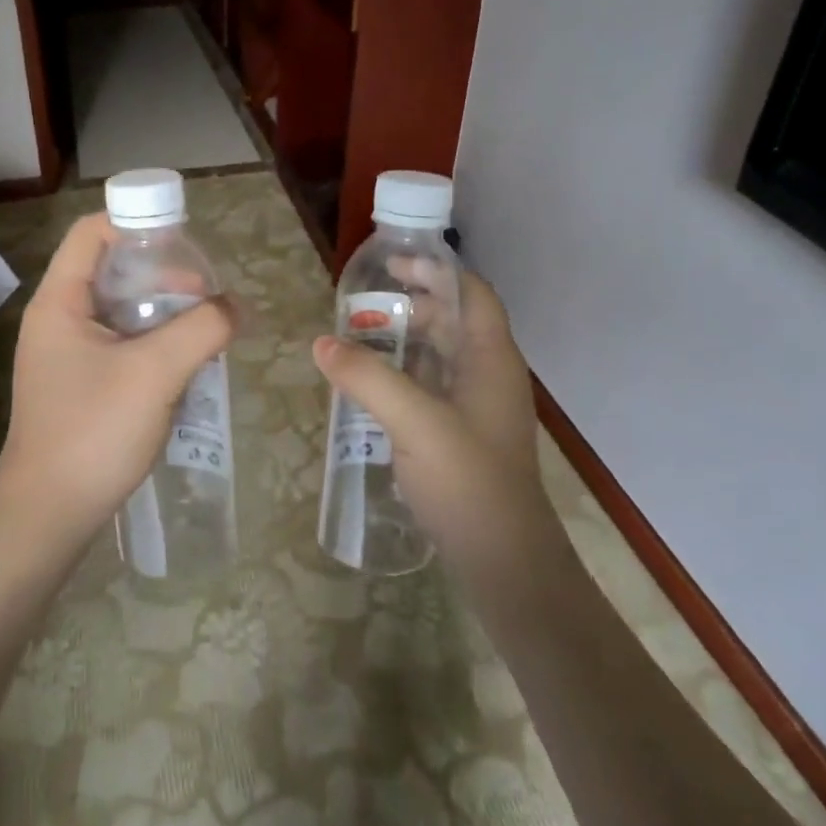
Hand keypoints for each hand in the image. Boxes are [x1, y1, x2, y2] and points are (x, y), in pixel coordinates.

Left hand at [0, 213, 236, 553]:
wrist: (48, 516)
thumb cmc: (93, 433)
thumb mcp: (154, 373)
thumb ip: (201, 329)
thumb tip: (235, 308)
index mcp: (60, 302)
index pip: (92, 233)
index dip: (137, 224)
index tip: (185, 244)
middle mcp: (58, 319)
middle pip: (111, 269)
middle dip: (161, 274)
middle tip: (204, 295)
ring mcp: (67, 354)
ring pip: (121, 311)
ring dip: (163, 312)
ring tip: (204, 328)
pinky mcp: (80, 384)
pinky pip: (121, 345)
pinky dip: (154, 343)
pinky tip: (185, 363)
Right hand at [312, 269, 551, 568]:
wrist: (504, 562)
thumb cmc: (468, 482)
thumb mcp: (414, 422)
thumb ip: (367, 378)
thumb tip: (322, 344)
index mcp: (491, 360)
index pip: (472, 294)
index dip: (438, 271)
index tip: (393, 264)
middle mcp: (489, 376)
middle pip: (455, 322)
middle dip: (414, 304)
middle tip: (364, 303)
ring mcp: (478, 408)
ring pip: (442, 356)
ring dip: (406, 340)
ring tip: (360, 337)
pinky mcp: (463, 436)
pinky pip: (432, 388)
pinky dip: (404, 374)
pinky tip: (372, 385)